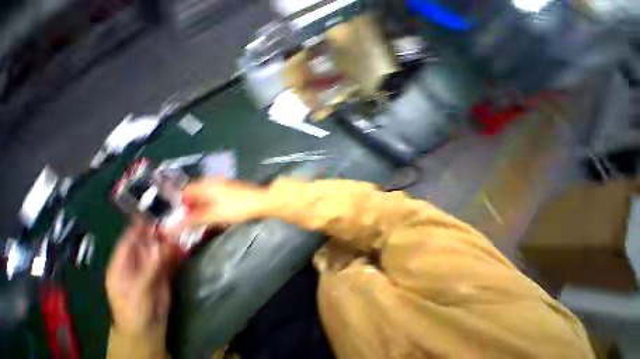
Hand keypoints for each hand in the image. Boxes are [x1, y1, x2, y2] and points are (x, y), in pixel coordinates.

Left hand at [106, 219, 176, 337]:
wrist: (147, 325)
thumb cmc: (134, 308)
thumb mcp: (139, 288)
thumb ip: (151, 266)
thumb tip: (162, 245)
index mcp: (122, 263)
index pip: (129, 239)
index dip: (140, 225)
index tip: (155, 211)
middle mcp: (137, 260)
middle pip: (148, 240)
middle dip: (161, 229)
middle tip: (177, 216)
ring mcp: (151, 264)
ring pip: (162, 246)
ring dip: (172, 238)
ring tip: (185, 226)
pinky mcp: (164, 269)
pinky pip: (171, 255)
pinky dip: (178, 248)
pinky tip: (187, 242)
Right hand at [182, 178, 266, 225]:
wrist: (262, 201)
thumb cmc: (237, 208)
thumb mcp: (214, 216)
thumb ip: (193, 219)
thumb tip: (172, 226)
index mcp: (207, 185)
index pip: (186, 190)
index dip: (180, 202)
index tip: (180, 215)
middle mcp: (215, 182)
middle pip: (197, 191)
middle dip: (192, 205)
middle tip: (192, 219)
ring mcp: (226, 184)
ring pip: (208, 193)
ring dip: (203, 205)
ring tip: (204, 217)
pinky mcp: (234, 188)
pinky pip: (218, 194)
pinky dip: (214, 203)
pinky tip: (217, 212)